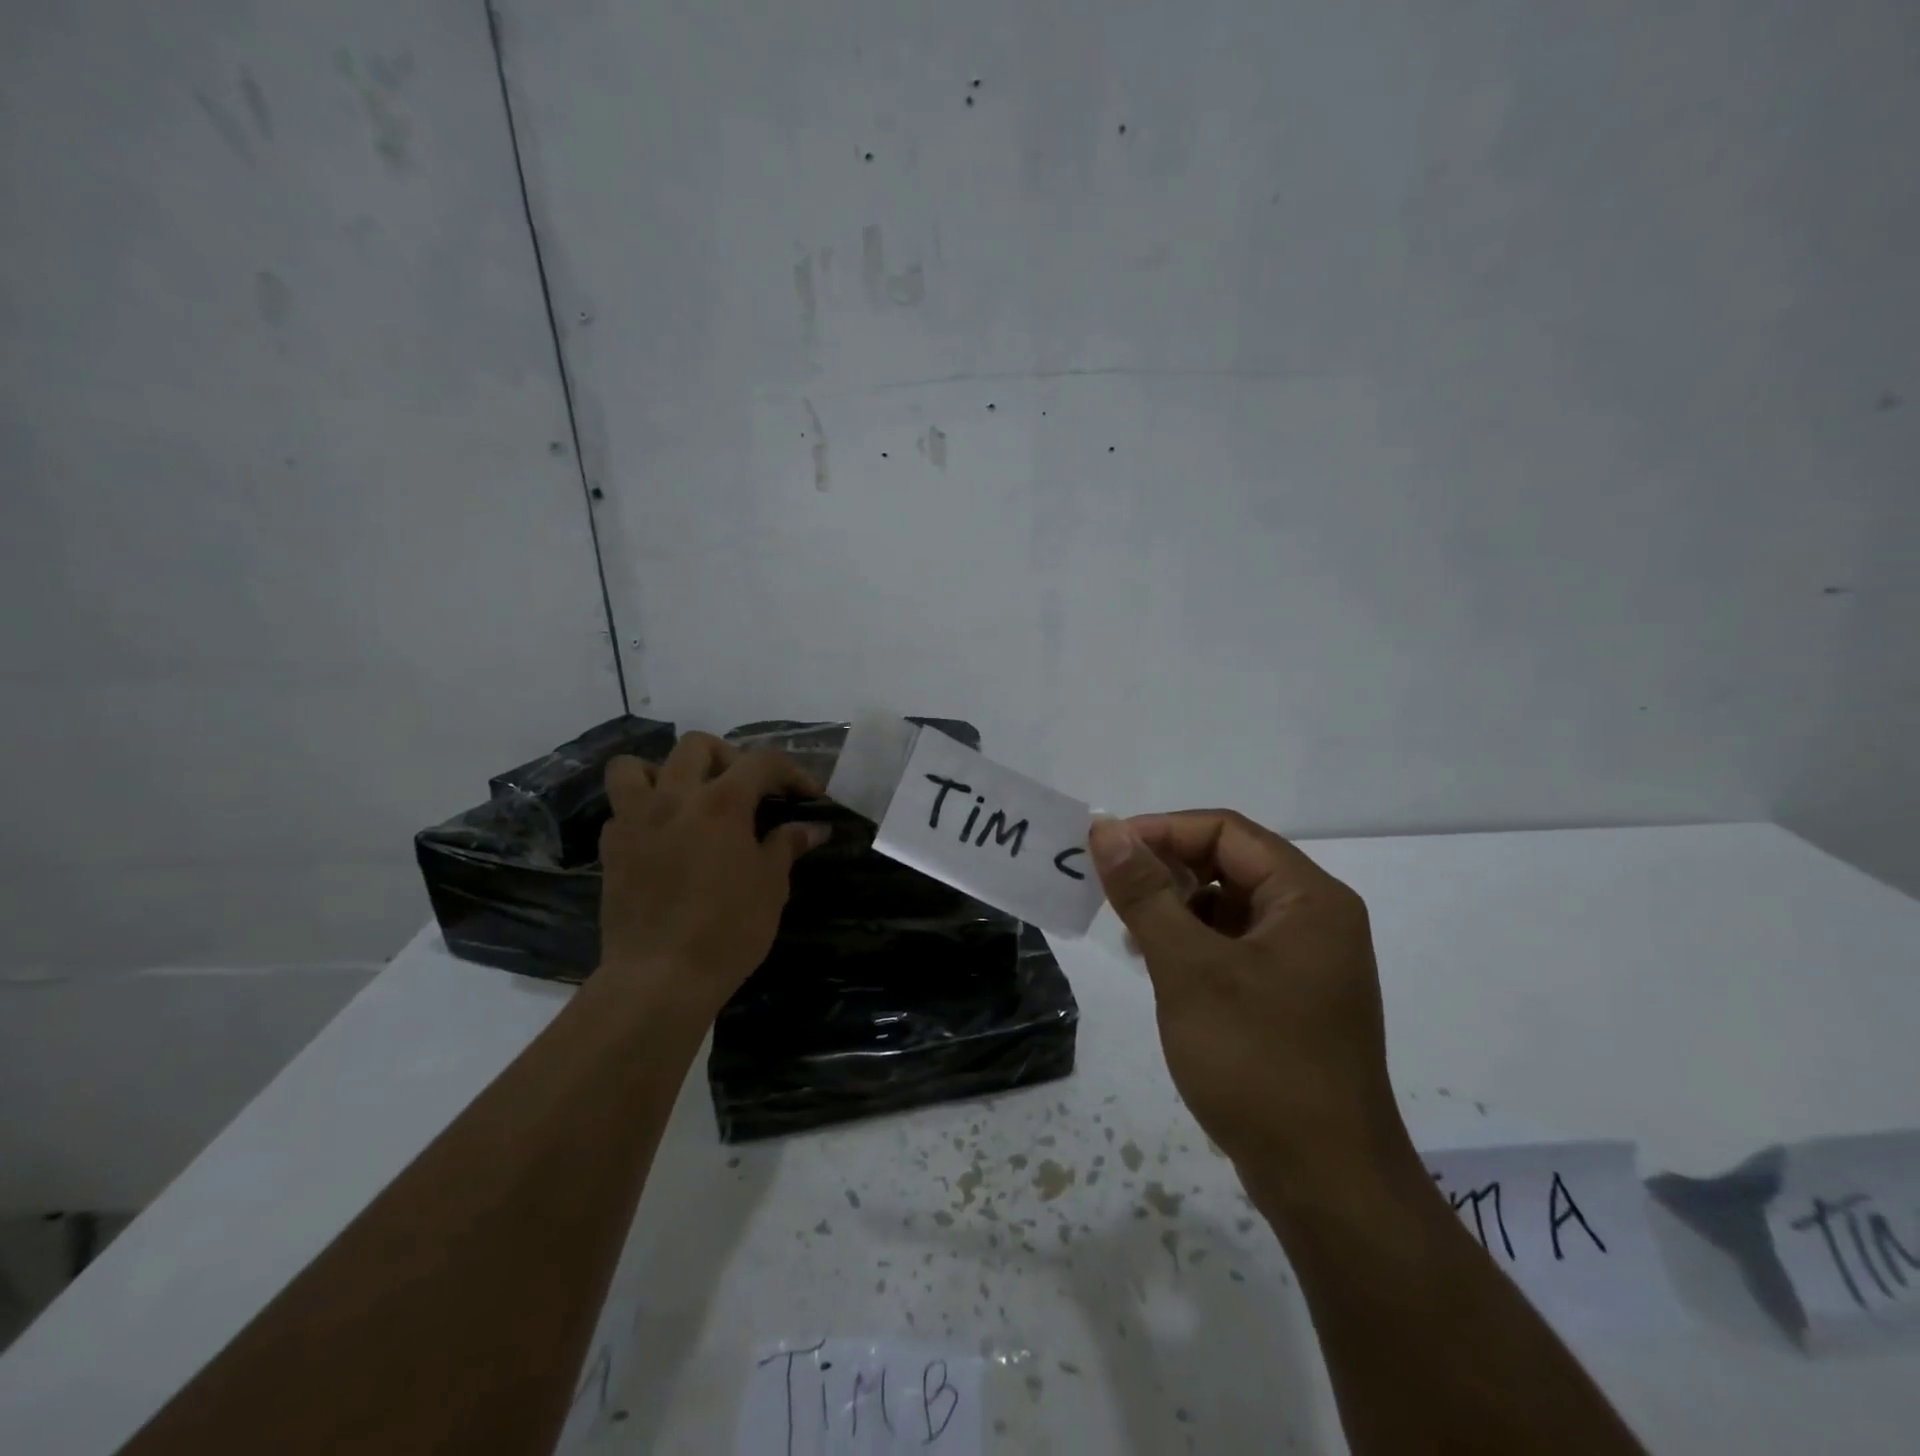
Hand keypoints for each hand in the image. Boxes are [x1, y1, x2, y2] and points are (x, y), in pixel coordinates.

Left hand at [596, 732, 825, 1017]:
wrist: (660, 977)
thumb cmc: (728, 930)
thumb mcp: (771, 886)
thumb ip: (787, 845)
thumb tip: (812, 828)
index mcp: (721, 802)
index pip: (762, 762)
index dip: (792, 772)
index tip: (809, 796)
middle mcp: (674, 797)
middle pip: (698, 746)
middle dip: (730, 757)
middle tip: (747, 789)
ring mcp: (635, 820)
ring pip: (637, 765)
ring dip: (666, 771)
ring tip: (688, 797)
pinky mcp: (611, 848)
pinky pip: (621, 808)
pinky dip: (643, 810)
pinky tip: (663, 836)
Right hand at [1088, 810, 1410, 1208]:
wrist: (1326, 1184)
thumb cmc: (1258, 1062)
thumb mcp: (1190, 969)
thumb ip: (1145, 893)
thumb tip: (1106, 828)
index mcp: (1308, 898)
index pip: (1226, 830)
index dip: (1162, 830)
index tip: (1105, 850)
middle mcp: (1315, 918)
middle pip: (1230, 863)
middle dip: (1166, 869)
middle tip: (1110, 890)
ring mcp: (1306, 961)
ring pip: (1229, 906)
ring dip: (1177, 907)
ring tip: (1129, 931)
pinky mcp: (1292, 997)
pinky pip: (1236, 945)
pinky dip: (1194, 943)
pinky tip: (1160, 966)